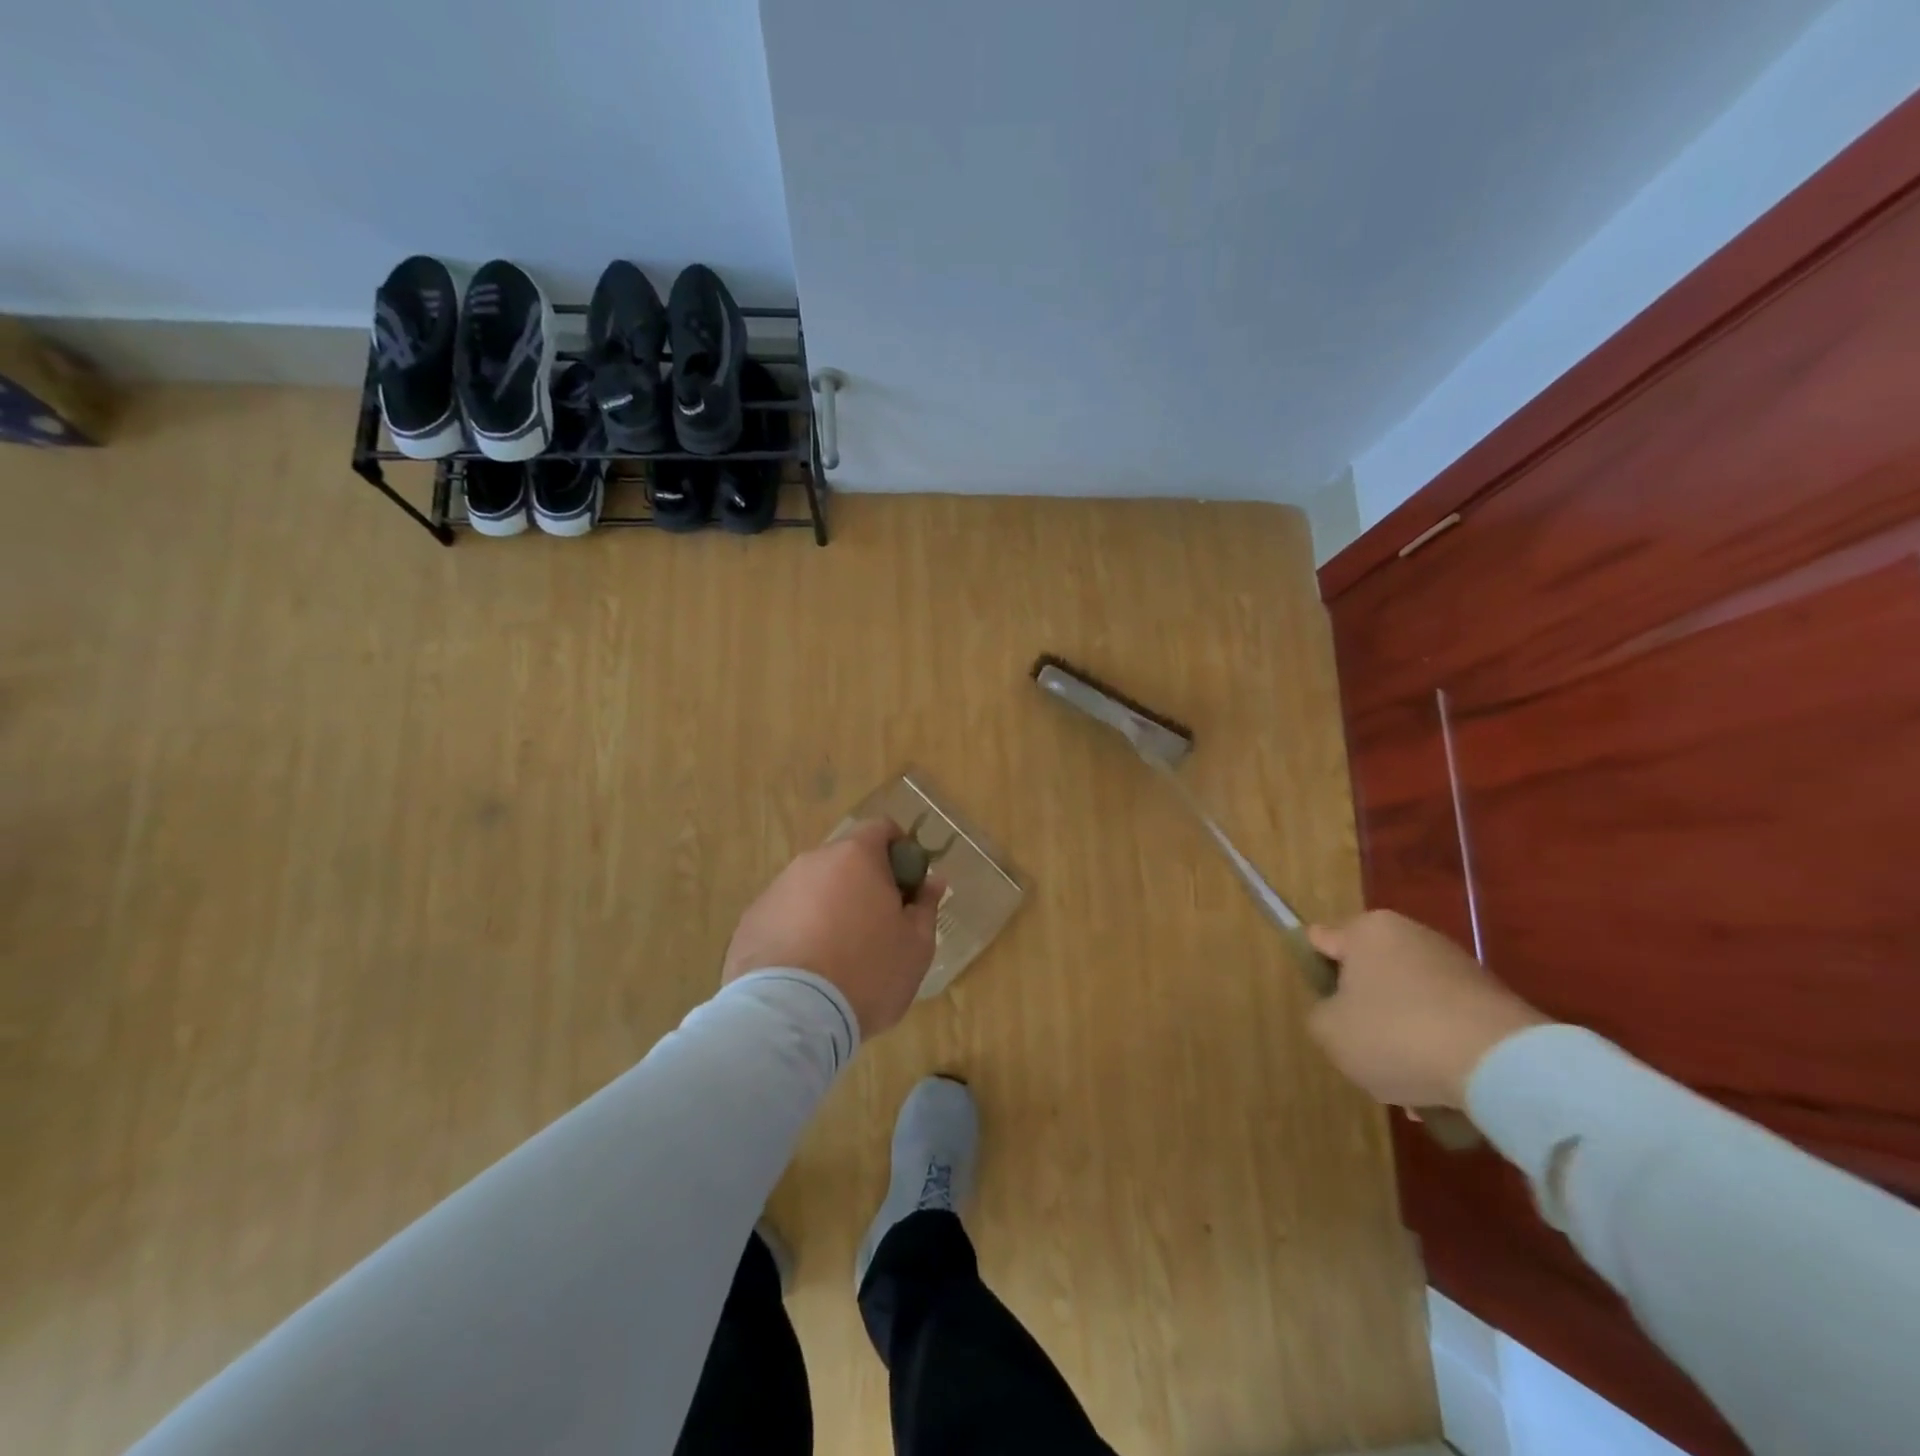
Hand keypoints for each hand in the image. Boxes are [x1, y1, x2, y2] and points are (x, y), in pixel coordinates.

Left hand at [722, 819, 945, 1039]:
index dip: (900, 850)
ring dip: (829, 907)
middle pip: (845, 860)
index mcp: (856, 857)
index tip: (908, 883)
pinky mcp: (750, 921)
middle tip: (878, 925)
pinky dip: (799, 931)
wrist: (790, 1016)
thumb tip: (933, 881)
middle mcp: (812, 862)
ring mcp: (776, 890)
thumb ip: (926, 906)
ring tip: (838, 954)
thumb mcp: (916, 946)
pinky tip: (806, 970)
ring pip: (813, 888)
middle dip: (863, 883)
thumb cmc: (867, 973)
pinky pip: (785, 915)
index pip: (881, 828)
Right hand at [1305, 911, 1548, 1108]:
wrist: (1501, 1064)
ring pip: (1408, 1001)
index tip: (1321, 1005)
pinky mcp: (1492, 998)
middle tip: (1361, 1051)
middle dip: (1364, 1011)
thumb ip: (1320, 1015)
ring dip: (1402, 1036)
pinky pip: (1446, 1021)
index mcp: (1367, 930)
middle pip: (1369, 973)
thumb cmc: (1396, 1034)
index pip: (1321, 939)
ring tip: (1407, 1085)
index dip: (1314, 970)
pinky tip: (1441, 1088)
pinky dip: (1438, 1048)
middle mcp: (1411, 934)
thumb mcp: (1329, 1031)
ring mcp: (1456, 964)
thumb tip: (1337, 1012)